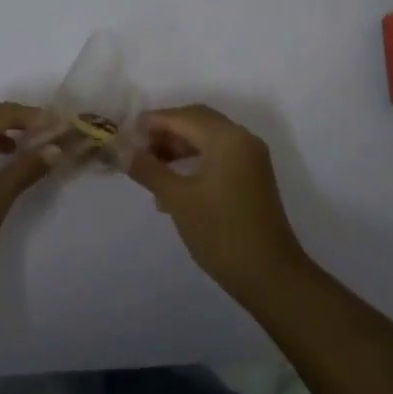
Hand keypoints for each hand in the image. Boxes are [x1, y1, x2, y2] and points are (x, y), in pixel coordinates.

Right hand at [127, 104, 310, 302]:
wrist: (270, 276)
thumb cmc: (221, 232)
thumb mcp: (178, 199)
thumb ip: (149, 169)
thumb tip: (122, 150)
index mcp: (227, 138)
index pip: (183, 116)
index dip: (153, 121)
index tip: (126, 133)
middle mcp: (242, 140)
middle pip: (198, 122)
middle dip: (166, 132)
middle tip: (137, 149)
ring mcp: (251, 159)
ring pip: (208, 139)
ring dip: (179, 147)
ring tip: (150, 169)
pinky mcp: (253, 177)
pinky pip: (219, 156)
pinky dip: (194, 161)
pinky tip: (173, 185)